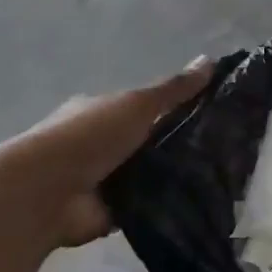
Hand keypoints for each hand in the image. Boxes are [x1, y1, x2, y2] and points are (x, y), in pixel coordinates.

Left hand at [3, 56, 212, 246]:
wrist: (46, 192)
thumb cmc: (89, 136)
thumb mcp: (137, 104)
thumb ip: (174, 89)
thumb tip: (211, 60)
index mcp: (102, 111)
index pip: (145, 107)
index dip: (176, 108)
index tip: (213, 114)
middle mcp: (101, 144)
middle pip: (150, 141)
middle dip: (181, 145)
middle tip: (225, 149)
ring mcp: (104, 179)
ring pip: (151, 175)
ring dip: (175, 176)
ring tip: (220, 177)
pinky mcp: (111, 212)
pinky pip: (147, 206)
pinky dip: (165, 205)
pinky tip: (198, 202)